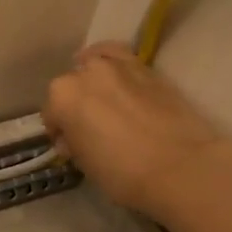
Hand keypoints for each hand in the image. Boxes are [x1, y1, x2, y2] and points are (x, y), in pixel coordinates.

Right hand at [42, 42, 226, 220]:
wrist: (180, 167)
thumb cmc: (122, 172)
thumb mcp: (84, 163)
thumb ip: (74, 143)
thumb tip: (74, 138)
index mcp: (62, 96)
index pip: (51, 113)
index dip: (59, 131)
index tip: (69, 146)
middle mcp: (86, 72)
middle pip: (72, 85)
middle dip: (76, 103)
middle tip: (89, 126)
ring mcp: (119, 66)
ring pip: (96, 64)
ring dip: (95, 80)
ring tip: (103, 98)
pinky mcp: (149, 68)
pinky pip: (123, 59)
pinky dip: (117, 68)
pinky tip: (121, 82)